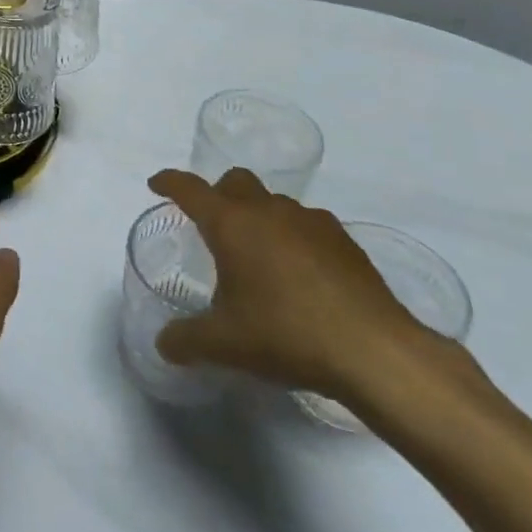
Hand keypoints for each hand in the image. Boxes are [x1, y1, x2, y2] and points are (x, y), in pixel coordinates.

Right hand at [151, 168, 435, 401]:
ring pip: (274, 202)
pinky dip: (294, 238)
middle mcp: (268, 211)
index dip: (169, 183)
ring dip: (259, 216)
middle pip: (235, 181)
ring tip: (259, 255)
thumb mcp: (223, 344)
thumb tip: (164, 343)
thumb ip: (185, 340)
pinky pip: (308, 225)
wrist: (374, 351)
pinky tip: (300, 274)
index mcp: (231, 224)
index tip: (157, 184)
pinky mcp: (345, 242)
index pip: (190, 189)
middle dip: (218, 193)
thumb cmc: (286, 334)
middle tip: (212, 224)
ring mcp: (311, 222)